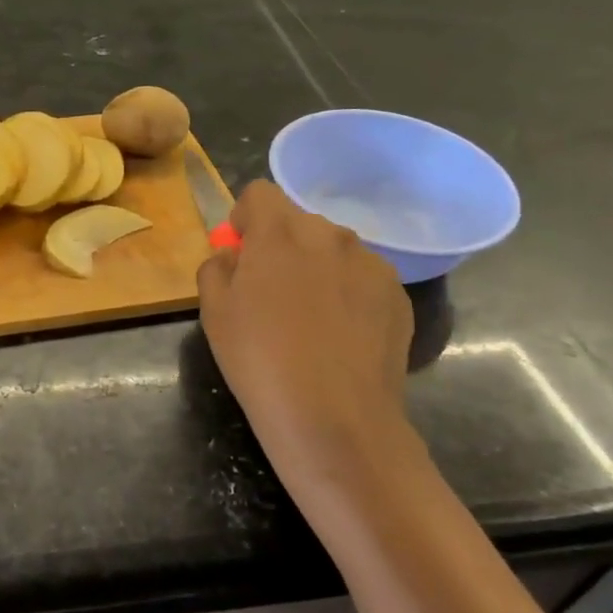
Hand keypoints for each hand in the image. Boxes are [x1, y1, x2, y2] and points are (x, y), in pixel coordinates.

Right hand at [196, 182, 423, 494]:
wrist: (335, 419)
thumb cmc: (260, 360)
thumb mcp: (213, 312)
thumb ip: (217, 268)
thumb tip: (234, 257)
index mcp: (280, 233)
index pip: (259, 193)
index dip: (245, 219)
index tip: (241, 254)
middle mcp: (330, 236)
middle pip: (298, 220)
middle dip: (281, 244)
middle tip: (271, 292)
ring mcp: (371, 264)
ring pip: (333, 249)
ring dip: (316, 266)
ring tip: (310, 318)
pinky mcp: (398, 296)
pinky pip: (362, 278)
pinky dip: (347, 293)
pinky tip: (340, 336)